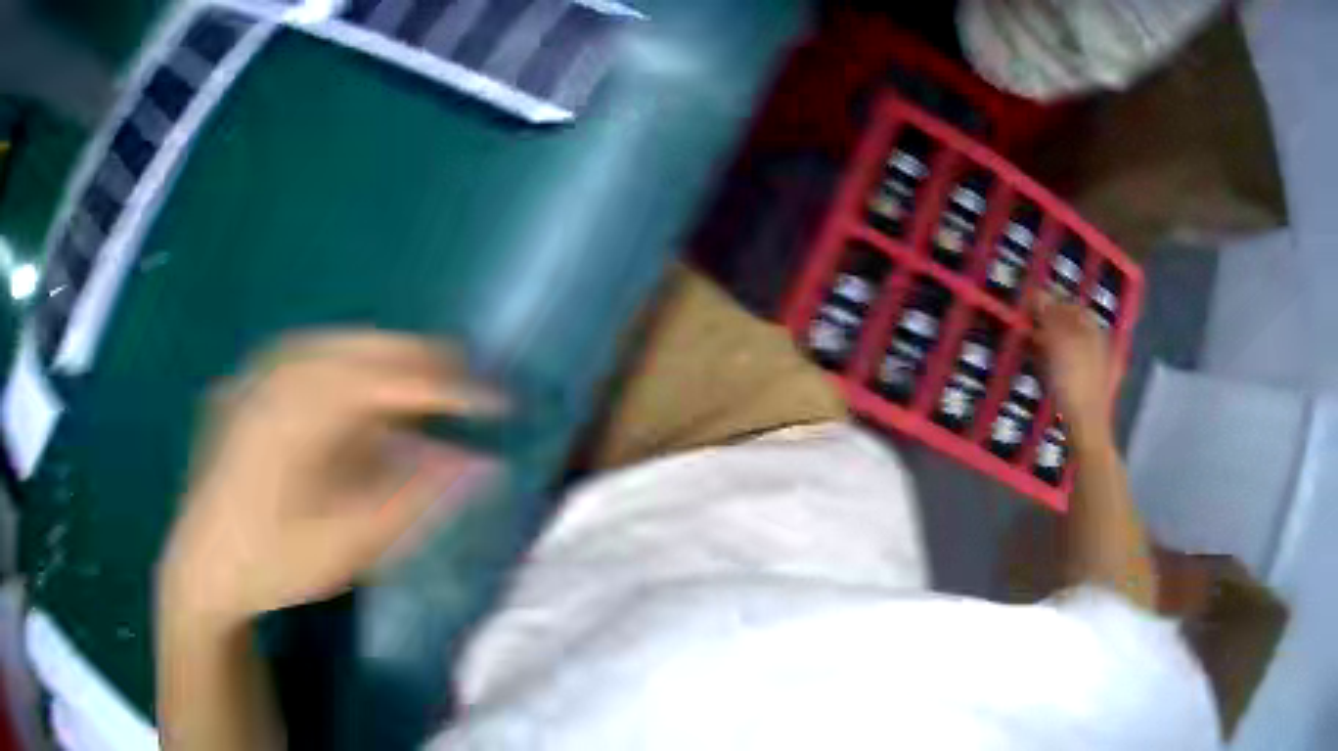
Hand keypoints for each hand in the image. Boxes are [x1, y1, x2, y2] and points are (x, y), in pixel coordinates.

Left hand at [158, 331, 506, 630]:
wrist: (202, 566)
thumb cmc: (274, 562)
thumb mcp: (349, 544)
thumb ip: (414, 499)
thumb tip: (480, 464)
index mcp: (301, 411)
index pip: (393, 379)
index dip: (453, 387)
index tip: (500, 402)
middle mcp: (279, 375)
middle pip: (367, 346)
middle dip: (425, 364)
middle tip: (470, 392)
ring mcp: (259, 374)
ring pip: (340, 343)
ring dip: (389, 360)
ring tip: (426, 388)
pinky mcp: (249, 384)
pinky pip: (311, 355)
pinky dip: (350, 364)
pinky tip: (361, 391)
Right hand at [1035, 298, 1113, 437]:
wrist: (1085, 427)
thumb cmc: (1073, 380)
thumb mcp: (1058, 342)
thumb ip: (1049, 315)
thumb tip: (1038, 292)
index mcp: (1094, 329)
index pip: (1072, 304)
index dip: (1052, 300)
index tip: (1030, 302)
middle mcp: (1098, 344)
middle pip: (1072, 325)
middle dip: (1051, 322)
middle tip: (1028, 324)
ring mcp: (1094, 368)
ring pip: (1070, 346)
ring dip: (1051, 342)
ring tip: (1031, 345)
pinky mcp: (1086, 388)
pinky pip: (1069, 365)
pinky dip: (1055, 362)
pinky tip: (1043, 369)